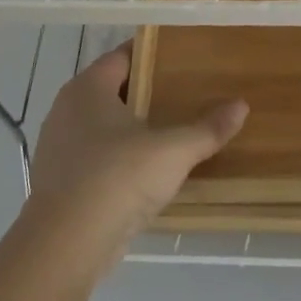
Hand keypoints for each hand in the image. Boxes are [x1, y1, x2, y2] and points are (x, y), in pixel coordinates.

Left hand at [19, 44, 247, 274]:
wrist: (66, 245)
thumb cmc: (117, 179)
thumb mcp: (173, 151)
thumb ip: (208, 128)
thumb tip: (241, 105)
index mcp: (87, 89)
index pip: (121, 57)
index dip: (152, 54)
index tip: (183, 57)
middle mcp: (66, 110)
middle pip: (112, 90)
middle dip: (146, 91)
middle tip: (186, 92)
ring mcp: (58, 147)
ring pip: (102, 126)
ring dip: (132, 128)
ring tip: (171, 130)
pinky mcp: (60, 182)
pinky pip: (95, 157)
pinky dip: (119, 158)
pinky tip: (147, 171)